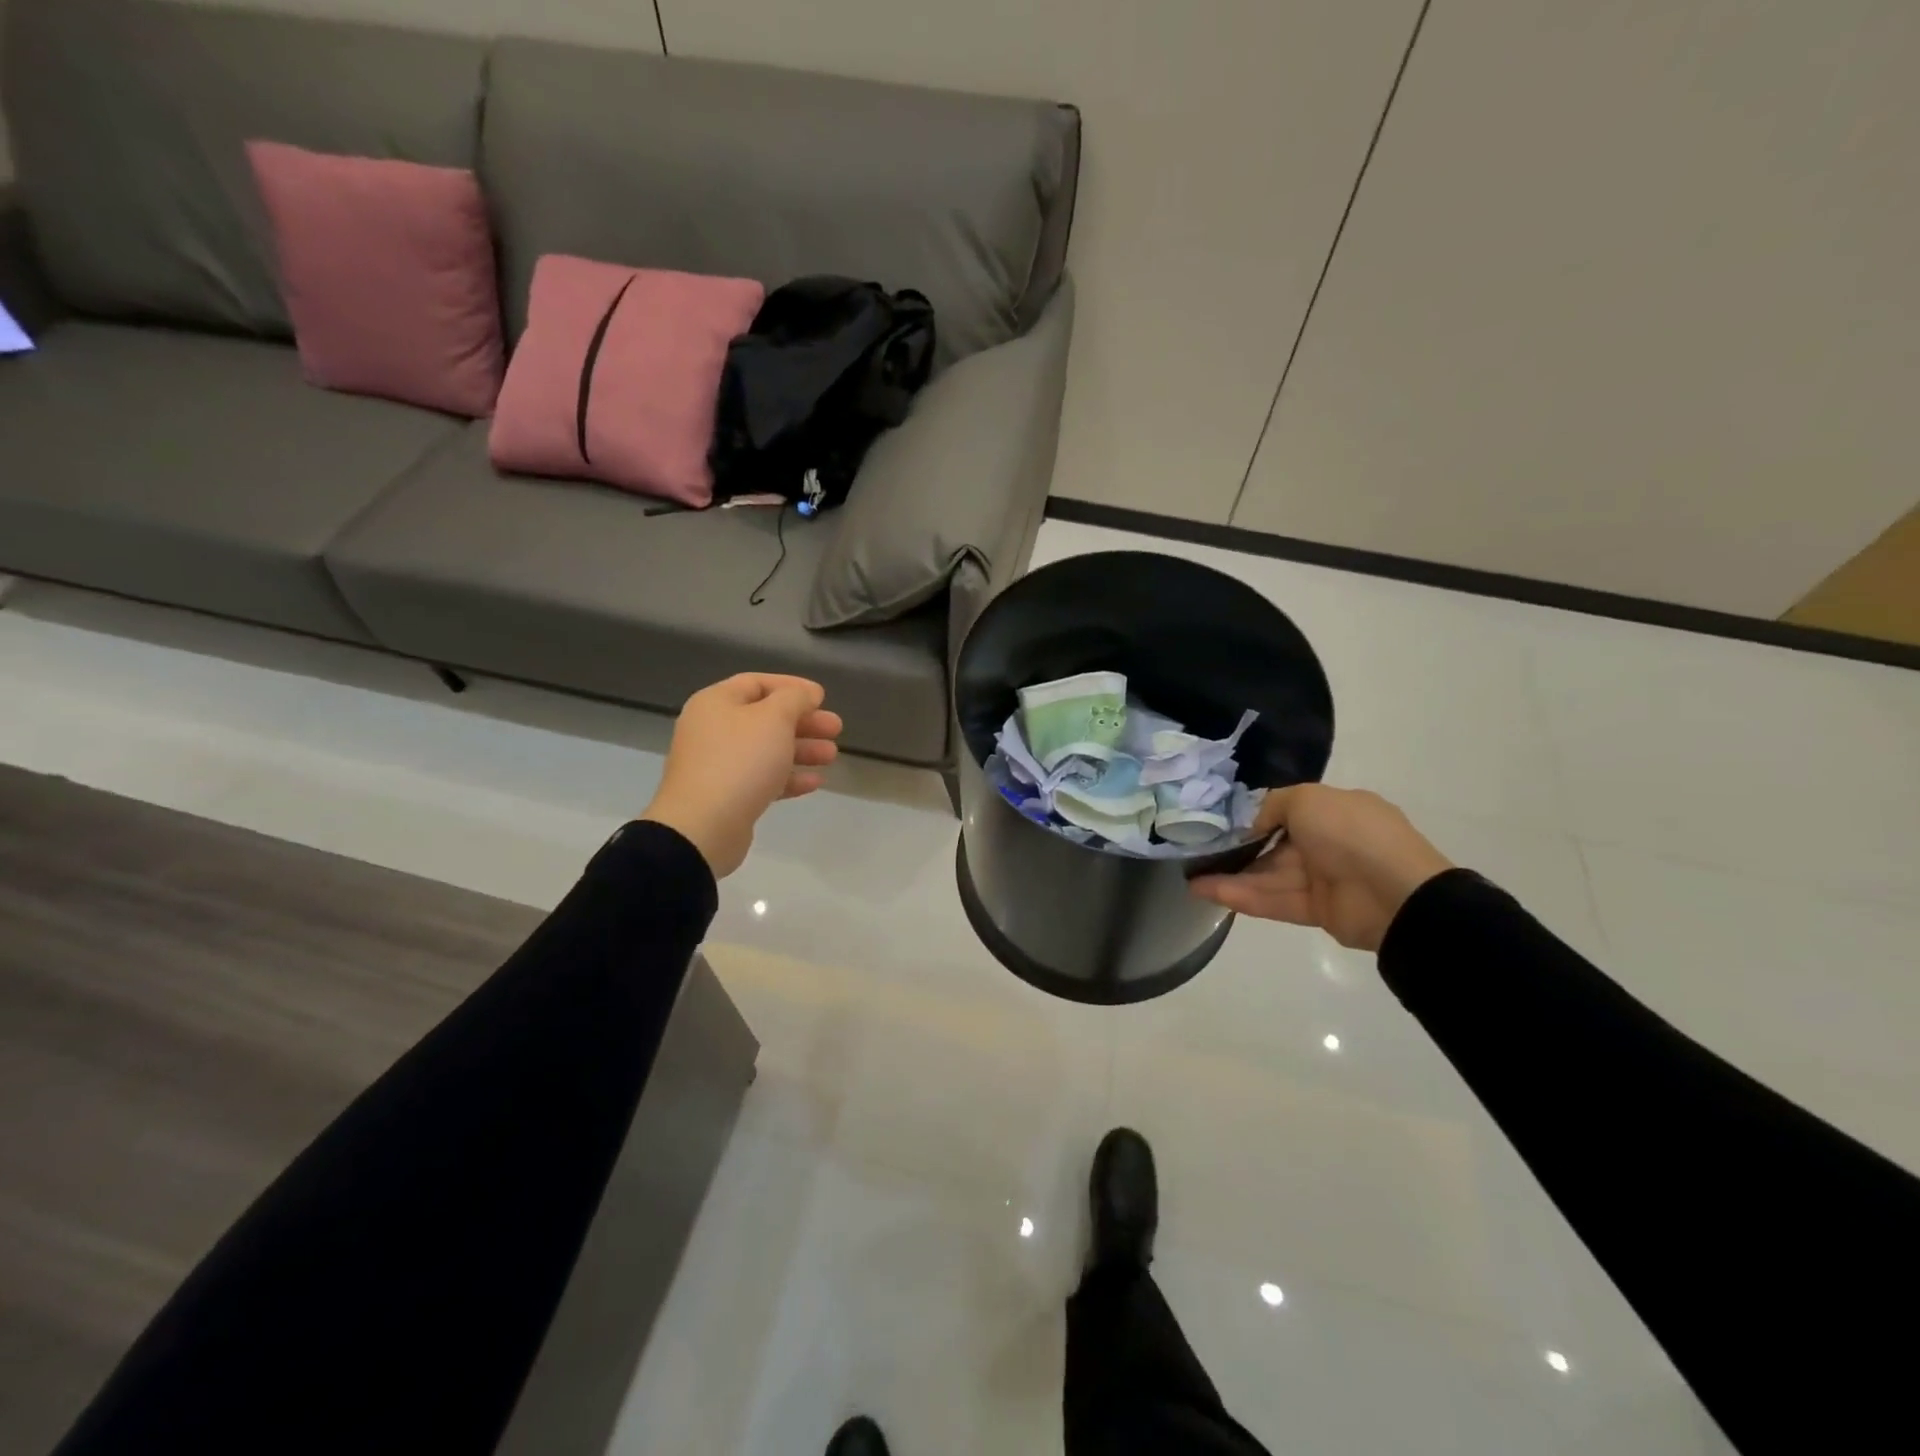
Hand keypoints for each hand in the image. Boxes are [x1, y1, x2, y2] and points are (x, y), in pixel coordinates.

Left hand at [640, 674, 842, 877]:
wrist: (703, 826)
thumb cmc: (740, 761)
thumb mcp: (774, 718)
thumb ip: (795, 699)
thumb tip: (806, 694)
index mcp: (716, 703)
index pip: (757, 683)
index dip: (792, 686)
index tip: (822, 697)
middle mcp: (713, 730)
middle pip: (765, 718)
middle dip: (803, 722)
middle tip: (835, 728)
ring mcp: (718, 765)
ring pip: (766, 750)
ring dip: (801, 749)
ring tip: (832, 755)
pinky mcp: (727, 796)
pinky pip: (762, 779)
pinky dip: (788, 777)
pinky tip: (815, 782)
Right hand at [1188, 785, 1453, 950]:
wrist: (1396, 894)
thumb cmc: (1351, 833)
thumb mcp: (1307, 798)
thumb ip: (1272, 805)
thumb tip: (1252, 824)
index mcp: (1334, 810)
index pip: (1286, 811)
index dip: (1252, 816)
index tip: (1218, 820)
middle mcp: (1328, 842)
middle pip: (1272, 845)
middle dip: (1236, 848)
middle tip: (1196, 849)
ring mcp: (1322, 878)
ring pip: (1267, 874)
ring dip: (1229, 875)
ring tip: (1189, 875)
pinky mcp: (1316, 910)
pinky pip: (1273, 899)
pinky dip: (1241, 895)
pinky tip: (1205, 890)